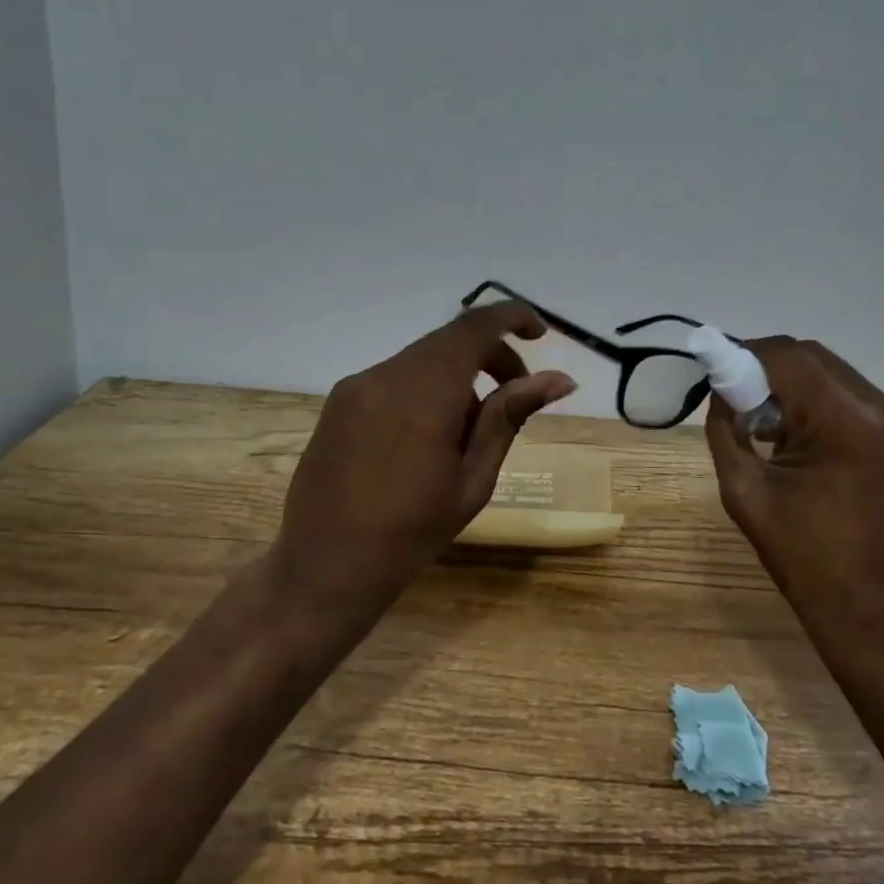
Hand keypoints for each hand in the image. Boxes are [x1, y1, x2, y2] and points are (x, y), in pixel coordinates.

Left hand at [270, 301, 576, 617]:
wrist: (323, 566)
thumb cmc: (410, 534)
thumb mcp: (473, 480)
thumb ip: (510, 417)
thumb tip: (559, 378)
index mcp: (425, 395)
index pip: (475, 327)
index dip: (513, 317)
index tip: (540, 334)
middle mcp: (387, 375)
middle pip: (450, 339)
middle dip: (491, 353)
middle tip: (516, 391)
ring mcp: (357, 385)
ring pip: (423, 357)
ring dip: (459, 372)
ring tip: (471, 427)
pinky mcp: (340, 400)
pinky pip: (396, 375)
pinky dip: (427, 385)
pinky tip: (430, 432)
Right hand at [705, 337, 883, 637]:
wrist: (881, 620)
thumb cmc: (804, 559)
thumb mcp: (745, 491)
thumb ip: (726, 428)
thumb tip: (722, 388)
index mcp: (850, 424)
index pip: (790, 357)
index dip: (749, 355)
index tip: (723, 373)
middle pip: (820, 362)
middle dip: (776, 373)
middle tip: (749, 406)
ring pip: (847, 383)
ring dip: (808, 395)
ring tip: (786, 437)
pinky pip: (873, 411)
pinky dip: (839, 417)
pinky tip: (826, 457)